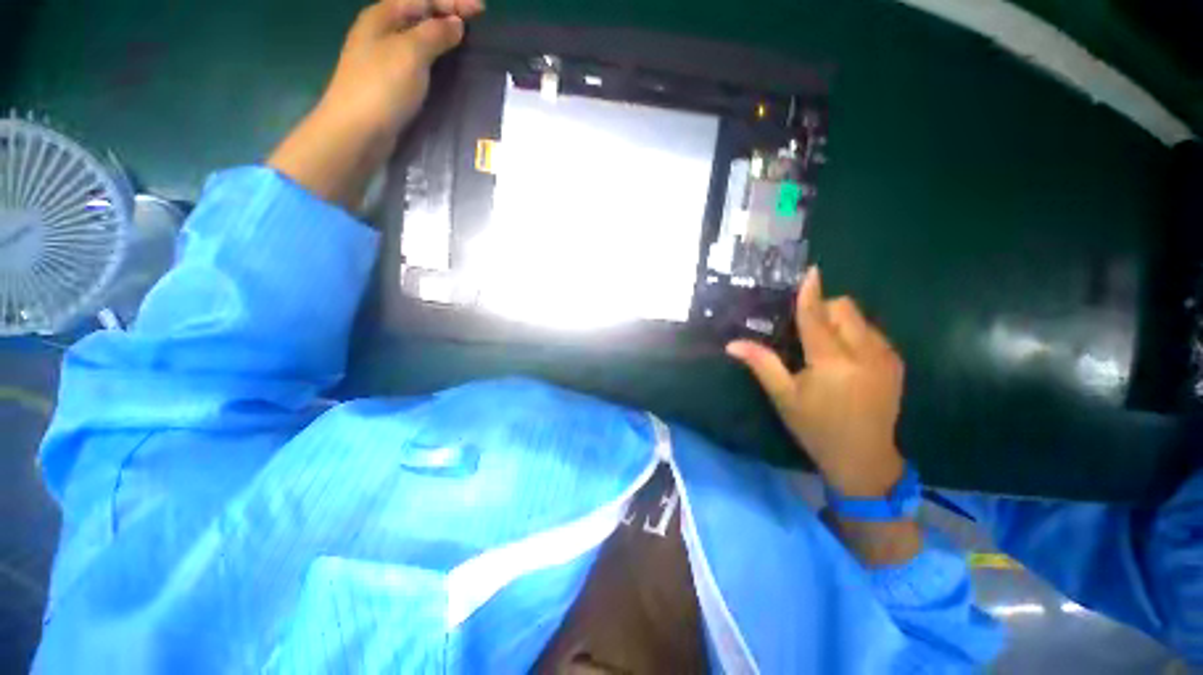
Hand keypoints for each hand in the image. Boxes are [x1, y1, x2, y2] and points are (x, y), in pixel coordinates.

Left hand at [319, 0, 482, 139]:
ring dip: (443, 37)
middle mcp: (382, 32)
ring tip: (466, 44)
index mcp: (383, 16)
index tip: (481, 9)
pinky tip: (448, 67)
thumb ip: (434, 34)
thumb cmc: (382, 87)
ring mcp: (385, 58)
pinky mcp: (391, 82)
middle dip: (448, 15)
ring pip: (419, 38)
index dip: (452, 1)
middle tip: (477, 25)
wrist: (358, 131)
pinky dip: (435, 58)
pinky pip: (418, 60)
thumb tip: (455, 24)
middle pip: (420, 15)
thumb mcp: (411, 53)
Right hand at [727, 266, 905, 497]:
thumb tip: (732, 344)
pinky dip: (855, 334)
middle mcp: (865, 353)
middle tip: (805, 332)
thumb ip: (762, 364)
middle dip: (824, 310)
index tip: (810, 271)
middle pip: (844, 310)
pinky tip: (845, 357)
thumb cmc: (816, 428)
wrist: (864, 458)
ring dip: (840, 322)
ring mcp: (885, 358)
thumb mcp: (784, 397)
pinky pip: (872, 332)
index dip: (811, 294)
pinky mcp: (895, 363)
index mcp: (833, 363)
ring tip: (825, 346)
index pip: (817, 318)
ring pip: (861, 319)